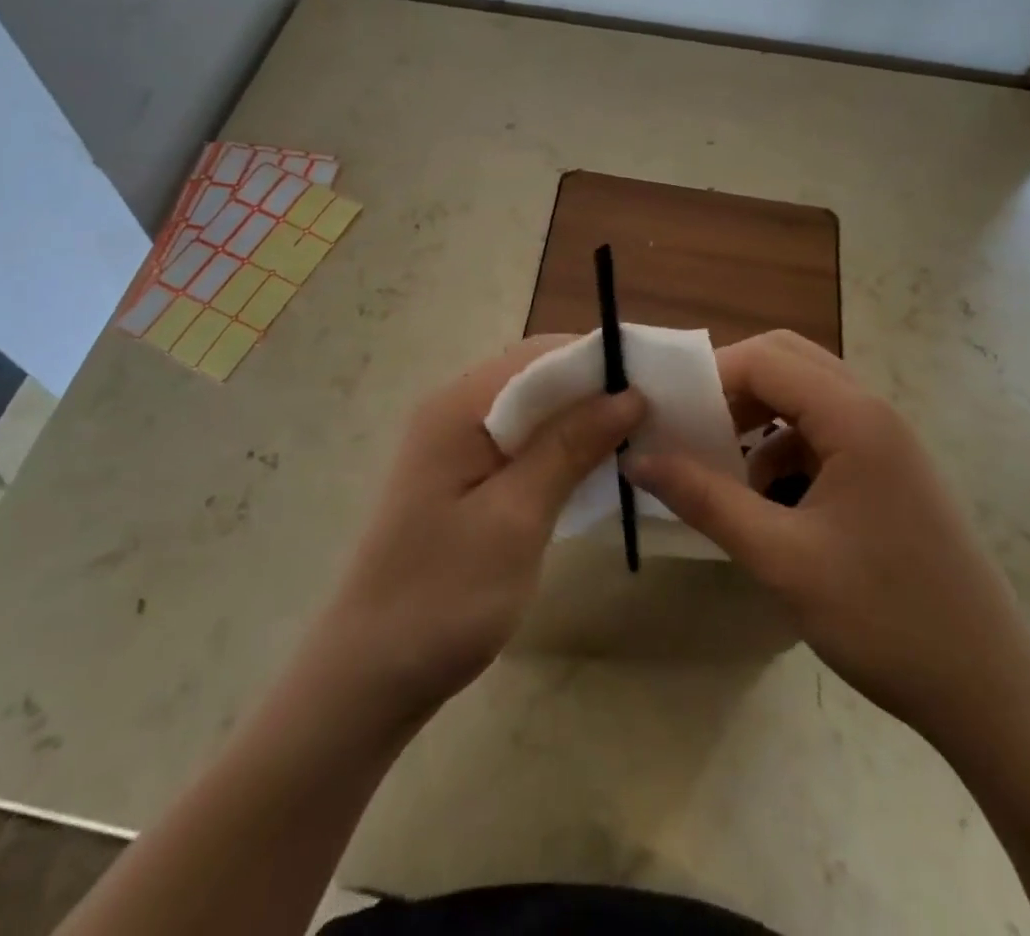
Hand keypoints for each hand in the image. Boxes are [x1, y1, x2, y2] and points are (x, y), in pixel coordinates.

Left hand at [307, 337, 644, 725]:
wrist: (370, 674)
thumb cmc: (444, 595)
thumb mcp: (516, 518)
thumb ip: (568, 447)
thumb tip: (628, 394)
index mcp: (459, 406)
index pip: (539, 355)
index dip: (599, 359)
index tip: (659, 378)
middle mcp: (454, 410)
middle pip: (535, 377)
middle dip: (595, 388)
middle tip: (659, 410)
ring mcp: (455, 444)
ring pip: (532, 410)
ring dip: (582, 418)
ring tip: (641, 434)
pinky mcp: (463, 476)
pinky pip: (521, 442)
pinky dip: (560, 447)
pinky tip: (595, 466)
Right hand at [624, 330, 1029, 737]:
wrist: (990, 693)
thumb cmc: (884, 619)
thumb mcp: (780, 558)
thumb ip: (705, 499)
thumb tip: (638, 459)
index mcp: (854, 418)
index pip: (764, 359)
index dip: (708, 378)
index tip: (667, 417)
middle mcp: (874, 412)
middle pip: (788, 361)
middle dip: (732, 386)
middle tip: (693, 429)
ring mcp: (887, 441)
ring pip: (806, 395)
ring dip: (758, 416)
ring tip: (722, 467)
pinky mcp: (890, 472)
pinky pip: (824, 432)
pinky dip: (785, 447)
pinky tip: (767, 501)